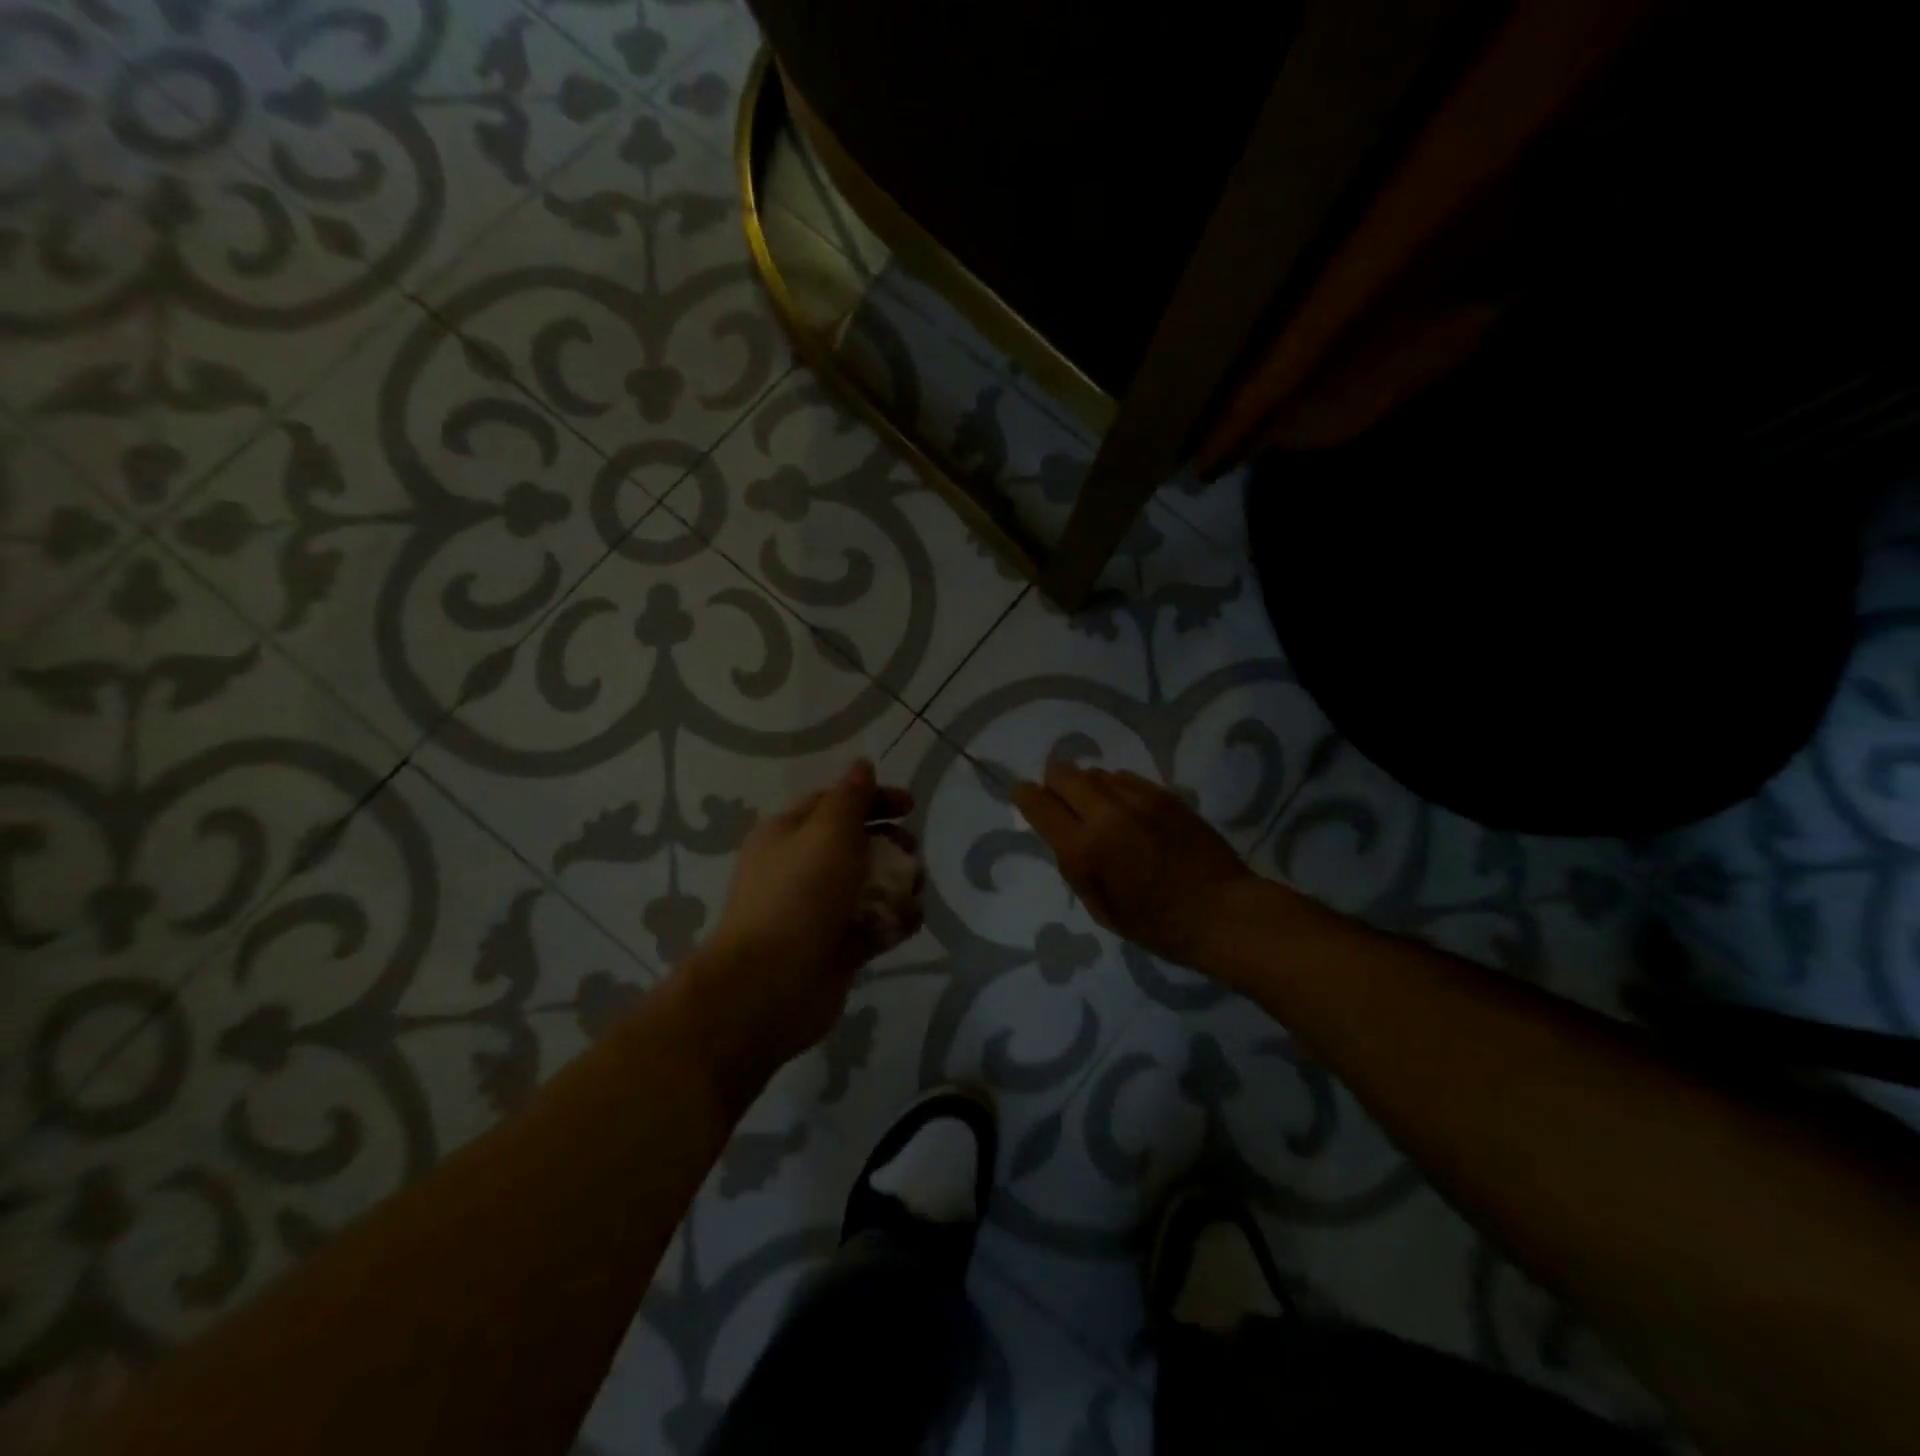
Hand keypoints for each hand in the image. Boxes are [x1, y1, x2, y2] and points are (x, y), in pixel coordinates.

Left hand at [674, 760, 916, 1089]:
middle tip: (911, 854)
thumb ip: (851, 796)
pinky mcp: (834, 947)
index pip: (834, 802)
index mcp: (788, 833)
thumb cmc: (800, 895)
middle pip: (855, 844)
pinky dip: (893, 921)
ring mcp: (817, 910)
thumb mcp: (828, 831)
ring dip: (898, 885)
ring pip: (868, 886)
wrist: (770, 986)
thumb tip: (862, 764)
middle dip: (890, 845)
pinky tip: (907, 923)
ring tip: (913, 894)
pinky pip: (871, 924)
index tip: (910, 807)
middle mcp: (800, 868)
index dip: (874, 798)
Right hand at [1013, 761, 1256, 966]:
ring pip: (1096, 772)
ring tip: (1099, 810)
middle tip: (1059, 800)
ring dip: (1088, 787)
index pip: (1039, 804)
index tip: (1023, 795)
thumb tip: (1063, 833)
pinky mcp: (1165, 794)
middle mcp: (1107, 813)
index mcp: (1085, 848)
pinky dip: (1117, 789)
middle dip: (1054, 783)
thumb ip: (1075, 865)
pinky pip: (1126, 778)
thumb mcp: (1100, 908)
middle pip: (1064, 773)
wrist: (1222, 912)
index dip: (1025, 796)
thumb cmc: (1156, 925)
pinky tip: (1128, 811)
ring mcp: (1139, 798)